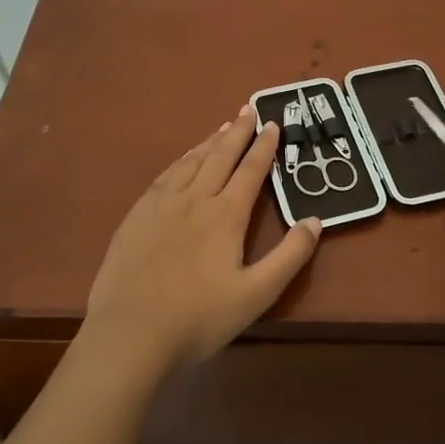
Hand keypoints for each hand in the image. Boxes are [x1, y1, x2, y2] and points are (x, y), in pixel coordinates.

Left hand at [84, 105, 320, 367]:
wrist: (129, 334)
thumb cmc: (198, 318)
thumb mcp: (257, 294)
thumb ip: (290, 256)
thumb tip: (315, 220)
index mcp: (225, 215)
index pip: (250, 171)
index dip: (264, 147)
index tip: (273, 124)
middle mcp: (194, 199)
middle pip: (220, 157)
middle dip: (238, 132)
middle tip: (248, 110)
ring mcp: (160, 205)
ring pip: (190, 162)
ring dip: (209, 142)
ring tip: (222, 128)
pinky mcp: (136, 217)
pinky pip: (164, 176)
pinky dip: (180, 160)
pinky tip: (182, 161)